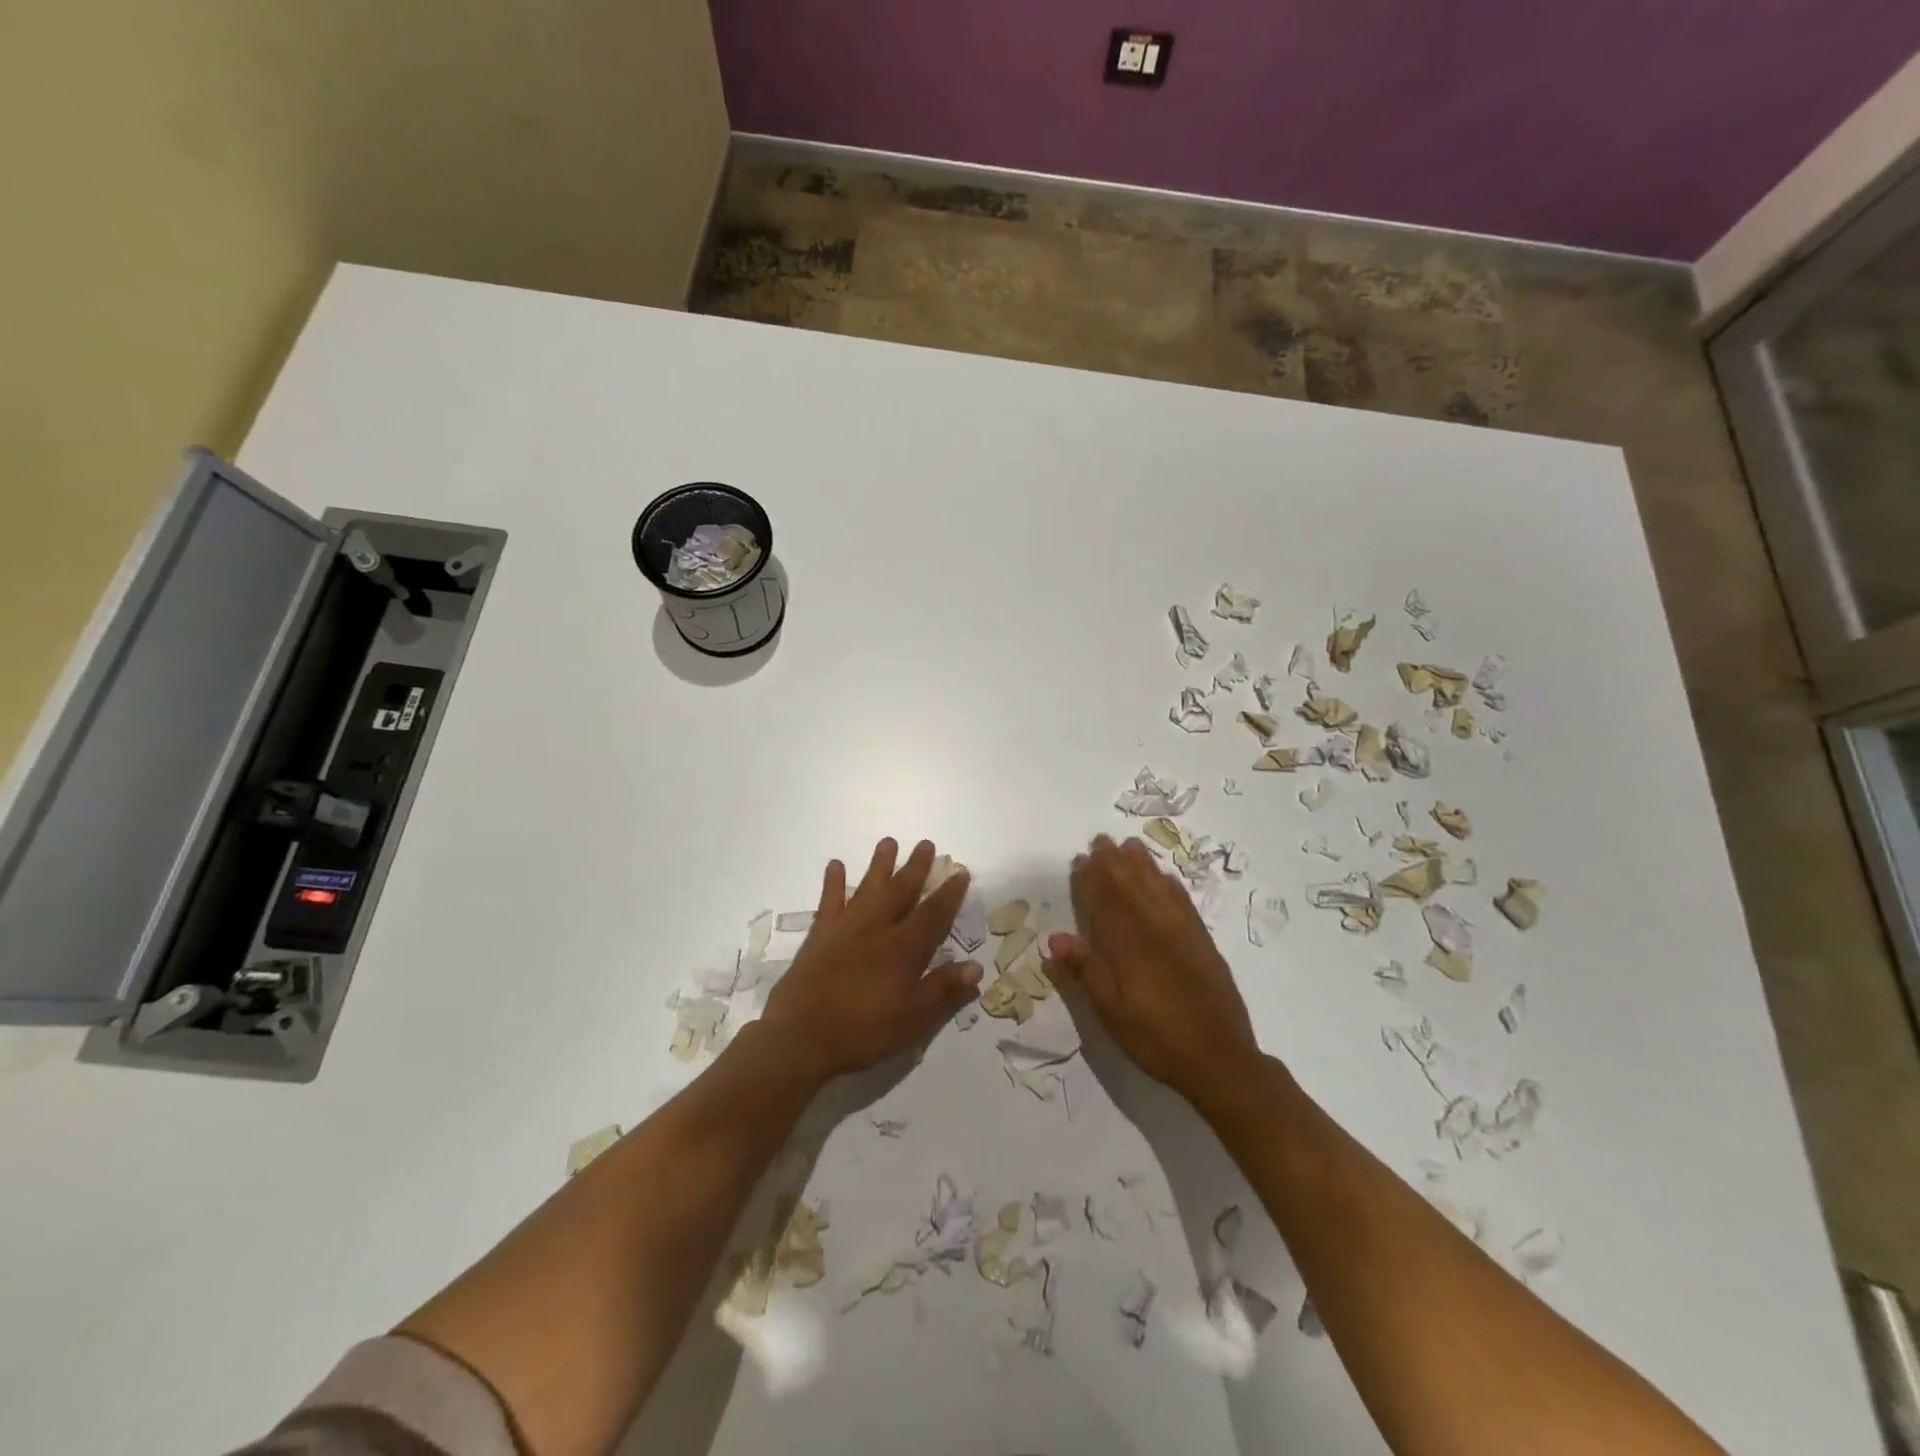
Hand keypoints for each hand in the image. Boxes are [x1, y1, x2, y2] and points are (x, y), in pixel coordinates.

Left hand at [757, 838, 981, 1086]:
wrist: (800, 1036)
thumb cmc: (862, 1031)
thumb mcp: (912, 1020)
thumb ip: (943, 991)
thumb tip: (976, 968)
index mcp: (903, 948)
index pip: (933, 914)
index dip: (949, 894)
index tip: (960, 872)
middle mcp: (877, 928)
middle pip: (901, 891)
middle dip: (916, 868)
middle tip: (926, 844)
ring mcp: (846, 927)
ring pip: (868, 887)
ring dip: (880, 865)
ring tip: (888, 842)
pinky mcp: (820, 934)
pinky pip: (829, 901)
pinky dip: (834, 882)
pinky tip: (836, 865)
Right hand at [1044, 834, 1260, 1112]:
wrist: (1220, 1059)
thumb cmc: (1156, 1038)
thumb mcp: (1111, 1012)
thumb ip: (1086, 971)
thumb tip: (1055, 937)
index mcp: (1129, 945)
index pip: (1105, 901)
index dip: (1091, 879)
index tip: (1080, 860)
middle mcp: (1155, 929)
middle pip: (1131, 886)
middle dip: (1113, 862)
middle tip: (1100, 841)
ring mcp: (1182, 932)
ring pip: (1157, 887)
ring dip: (1141, 865)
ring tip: (1128, 846)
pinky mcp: (1202, 941)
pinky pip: (1183, 901)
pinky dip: (1169, 883)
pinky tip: (1164, 877)